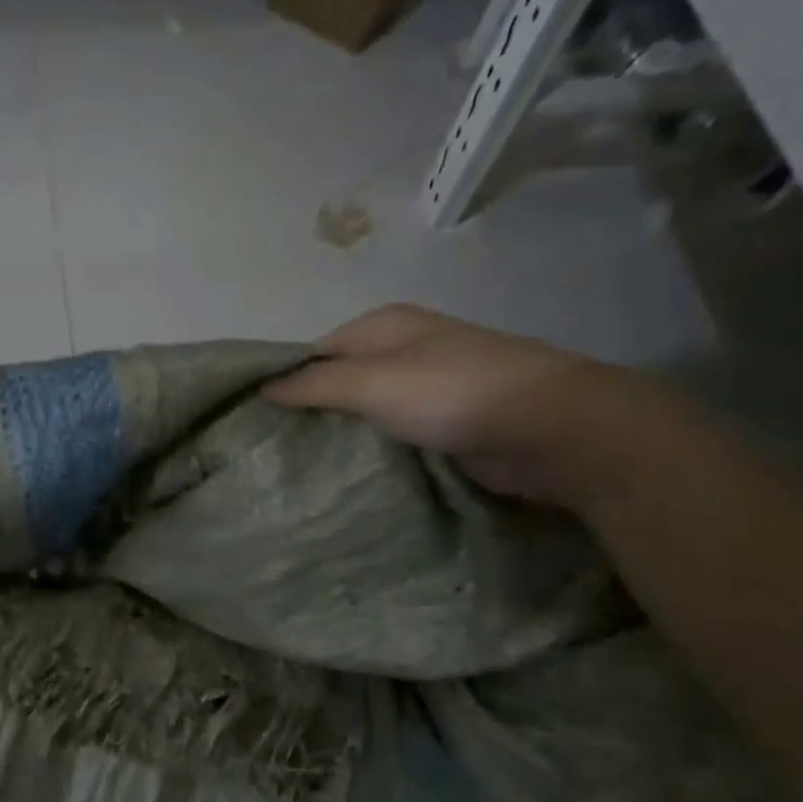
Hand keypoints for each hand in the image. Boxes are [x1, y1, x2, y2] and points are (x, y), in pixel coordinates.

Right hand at [265, 304, 659, 506]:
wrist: (547, 429)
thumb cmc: (452, 392)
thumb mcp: (372, 382)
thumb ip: (316, 384)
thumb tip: (263, 386)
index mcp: (385, 326)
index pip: (317, 350)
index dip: (286, 380)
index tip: (255, 420)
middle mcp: (405, 350)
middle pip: (341, 381)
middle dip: (311, 412)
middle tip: (273, 452)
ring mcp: (428, 388)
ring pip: (367, 412)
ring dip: (342, 437)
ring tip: (301, 469)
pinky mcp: (445, 425)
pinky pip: (393, 436)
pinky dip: (372, 452)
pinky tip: (349, 475)